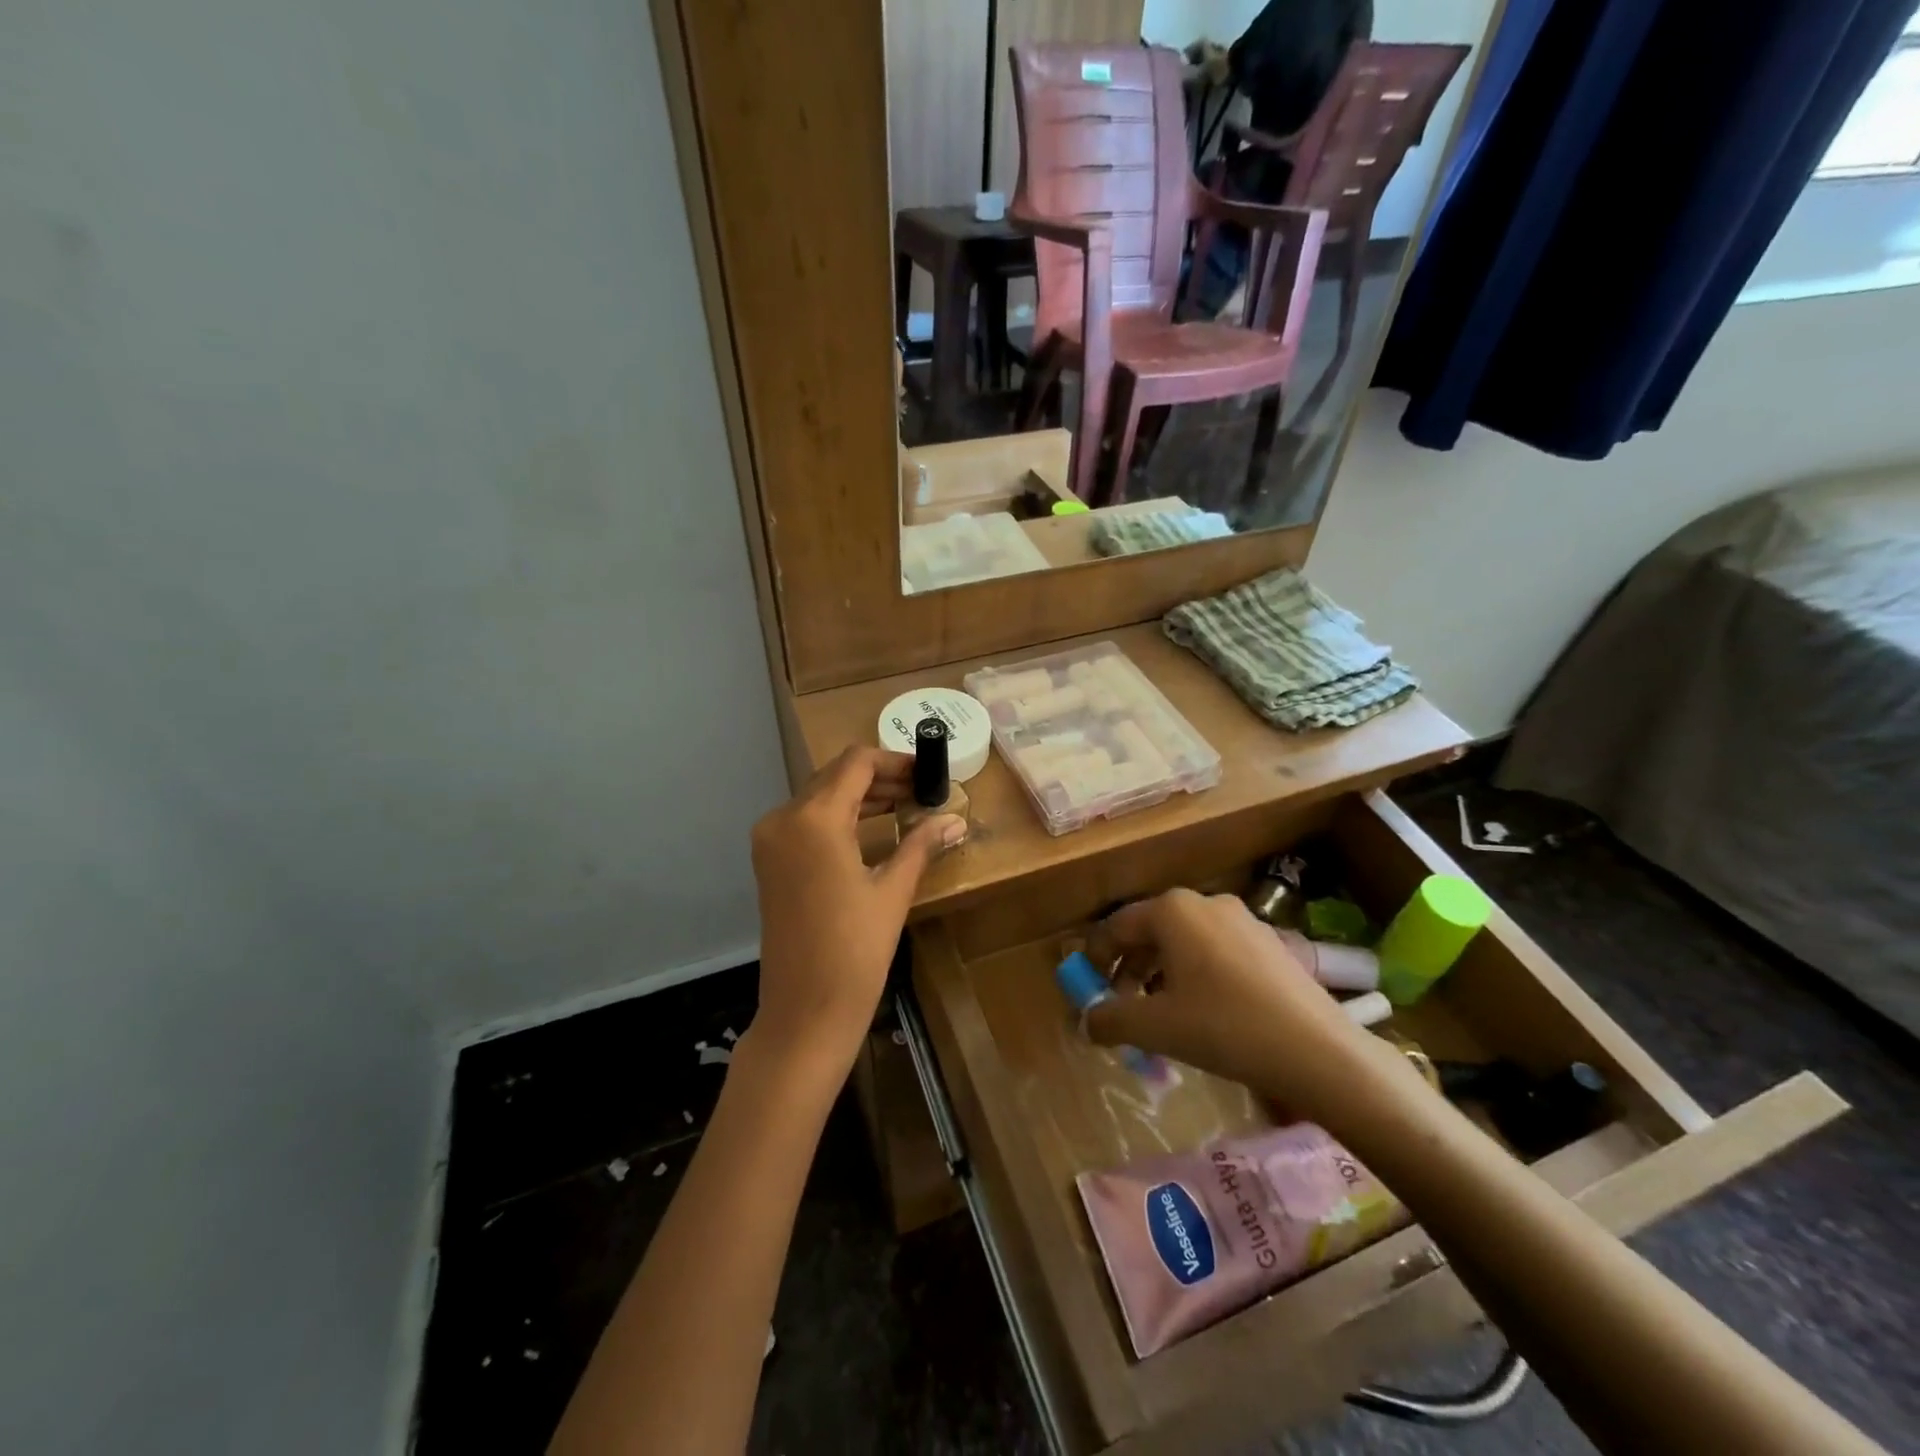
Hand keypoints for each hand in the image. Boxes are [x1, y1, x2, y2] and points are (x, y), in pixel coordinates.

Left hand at [749, 747, 965, 1076]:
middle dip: (880, 778)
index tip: (927, 772)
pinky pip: (806, 821)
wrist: (805, 1011)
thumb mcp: (893, 892)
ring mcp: (771, 840)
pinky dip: (839, 816)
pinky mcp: (769, 861)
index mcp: (814, 819)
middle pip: (836, 776)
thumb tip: (957, 820)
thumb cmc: (854, 951)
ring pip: (820, 797)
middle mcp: (784, 818)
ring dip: (860, 796)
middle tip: (922, 790)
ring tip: (905, 806)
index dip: (895, 761)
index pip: (856, 764)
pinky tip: (872, 828)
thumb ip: (921, 845)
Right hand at [1083, 889, 1378, 1112]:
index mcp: (1172, 910)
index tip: (1086, 989)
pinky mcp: (1269, 942)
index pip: (1117, 927)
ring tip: (1160, 1014)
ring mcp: (1242, 919)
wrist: (1317, 1050)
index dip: (1095, 958)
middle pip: (1150, 932)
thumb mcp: (1156, 1028)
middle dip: (1129, 969)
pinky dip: (1195, 974)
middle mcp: (1204, 902)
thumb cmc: (1224, 1027)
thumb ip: (1110, 1019)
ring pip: (1184, 942)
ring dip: (1161, 974)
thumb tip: (1087, 1021)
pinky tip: (1203, 1012)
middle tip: (1122, 1007)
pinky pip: (1215, 951)